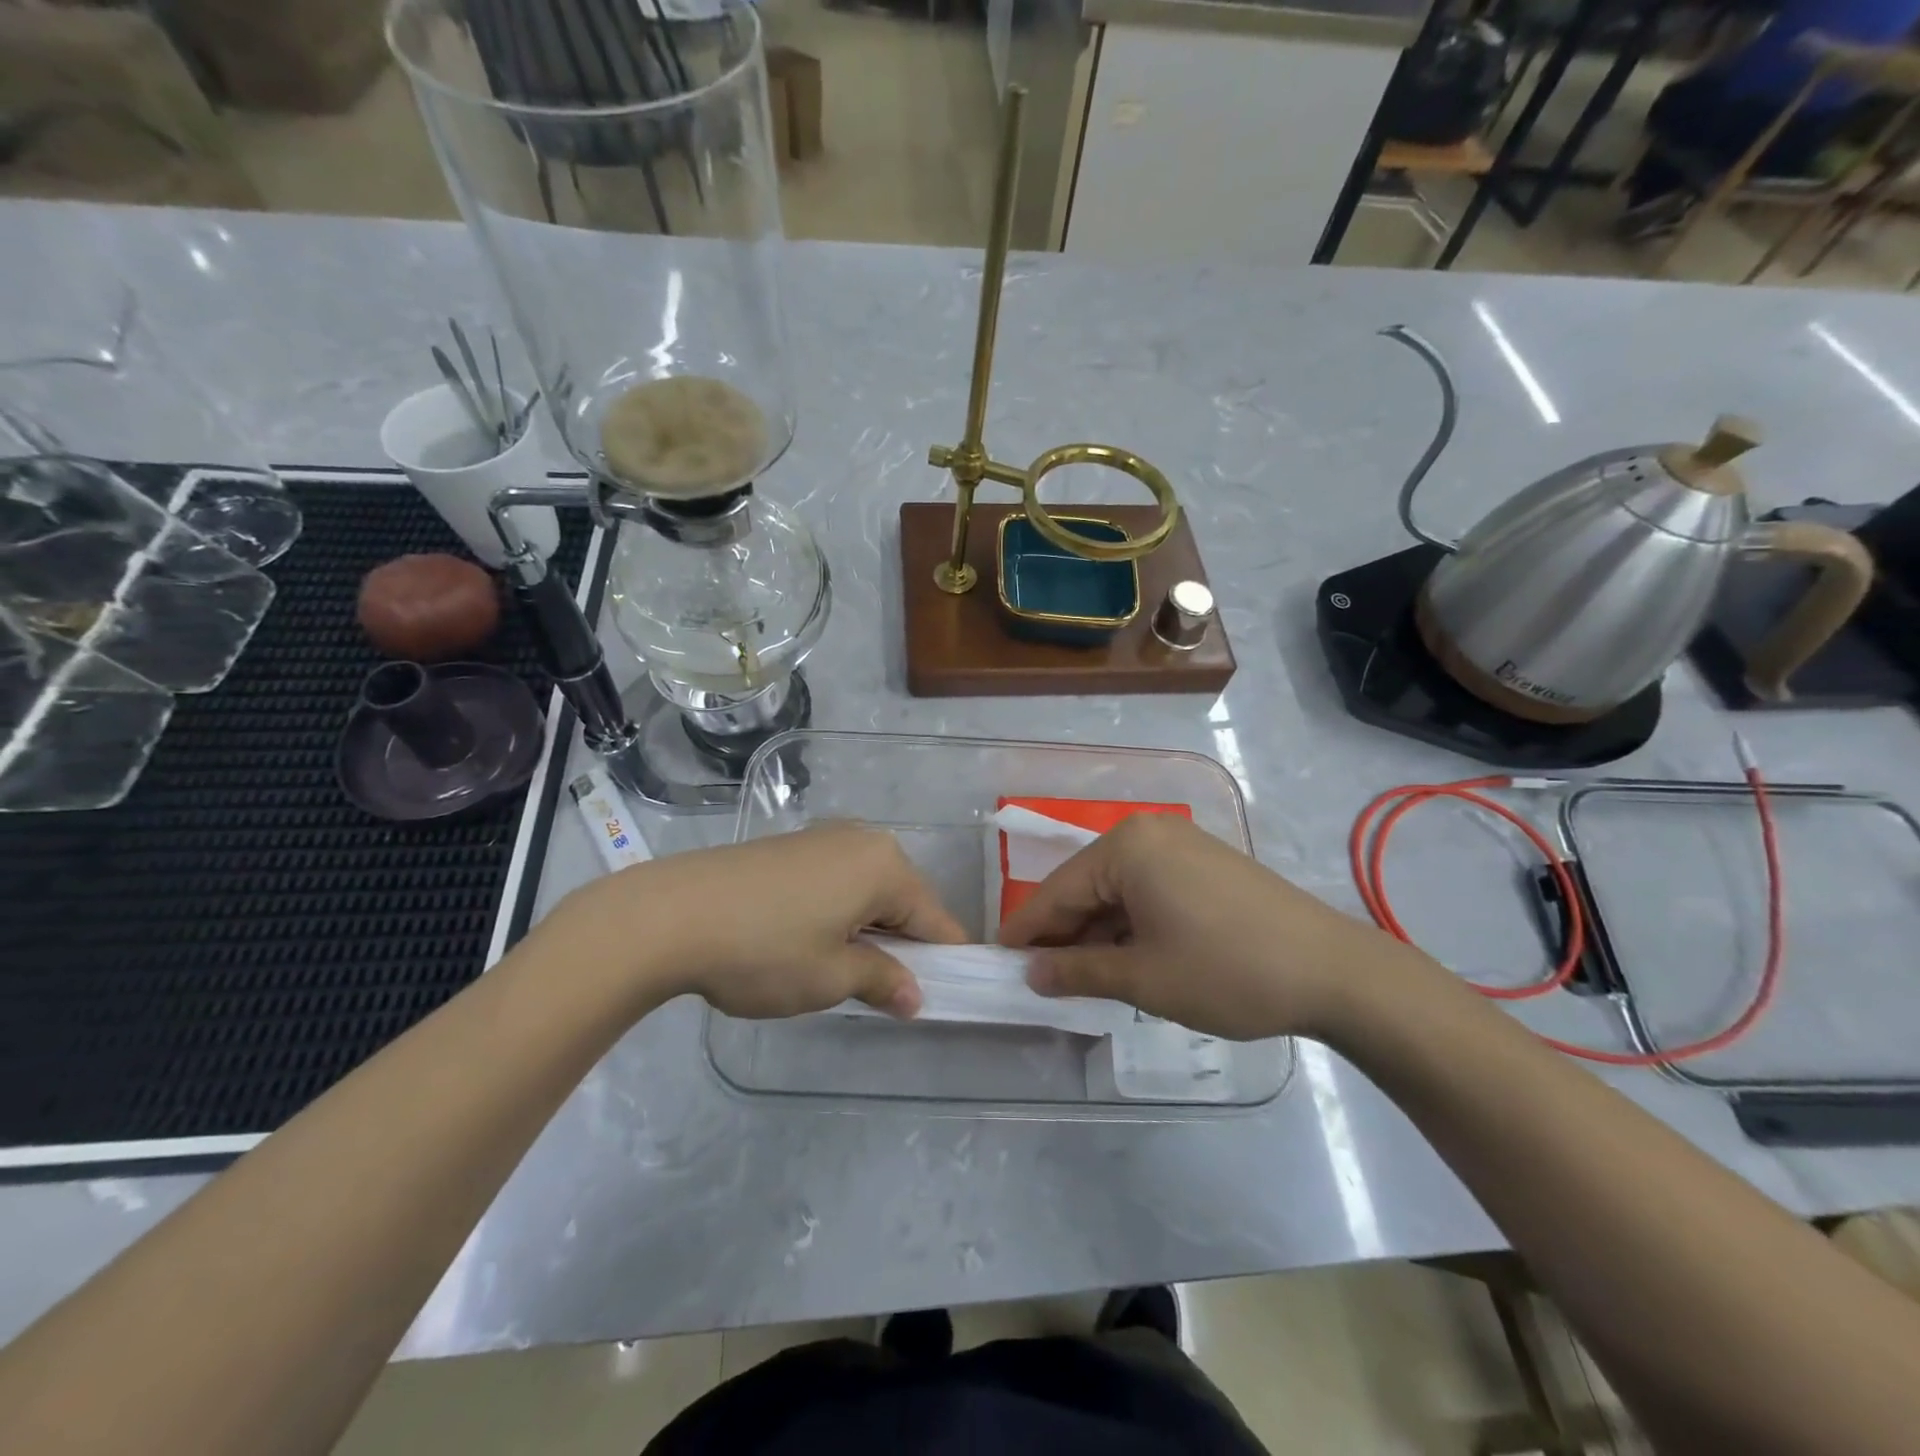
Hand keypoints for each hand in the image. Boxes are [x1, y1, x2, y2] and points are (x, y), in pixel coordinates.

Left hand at [554, 824, 965, 1019]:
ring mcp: (823, 838)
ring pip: (867, 890)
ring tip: (839, 970)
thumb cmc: (764, 949)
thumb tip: (916, 997)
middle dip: (902, 944)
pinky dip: (838, 912)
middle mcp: (862, 840)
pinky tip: (807, 940)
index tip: (944, 996)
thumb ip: (883, 982)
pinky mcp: (790, 846)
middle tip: (881, 991)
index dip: (945, 960)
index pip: (936, 919)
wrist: (668, 915)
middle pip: (903, 899)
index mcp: (885, 865)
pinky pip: (836, 881)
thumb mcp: (830, 977)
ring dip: (867, 929)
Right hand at [998, 814, 1412, 1040]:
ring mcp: (1181, 847)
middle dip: (1063, 935)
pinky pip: (1148, 892)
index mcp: (1126, 847)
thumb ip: (1078, 971)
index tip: (996, 962)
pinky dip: (1131, 926)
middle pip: (1087, 888)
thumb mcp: (1144, 978)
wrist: (1335, 973)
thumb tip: (1031, 974)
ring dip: (1098, 934)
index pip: (1058, 891)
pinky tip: (1126, 960)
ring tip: (1080, 979)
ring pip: (1118, 892)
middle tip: (1039, 982)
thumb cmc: (1227, 971)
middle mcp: (1149, 834)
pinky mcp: (1205, 865)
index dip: (1026, 931)